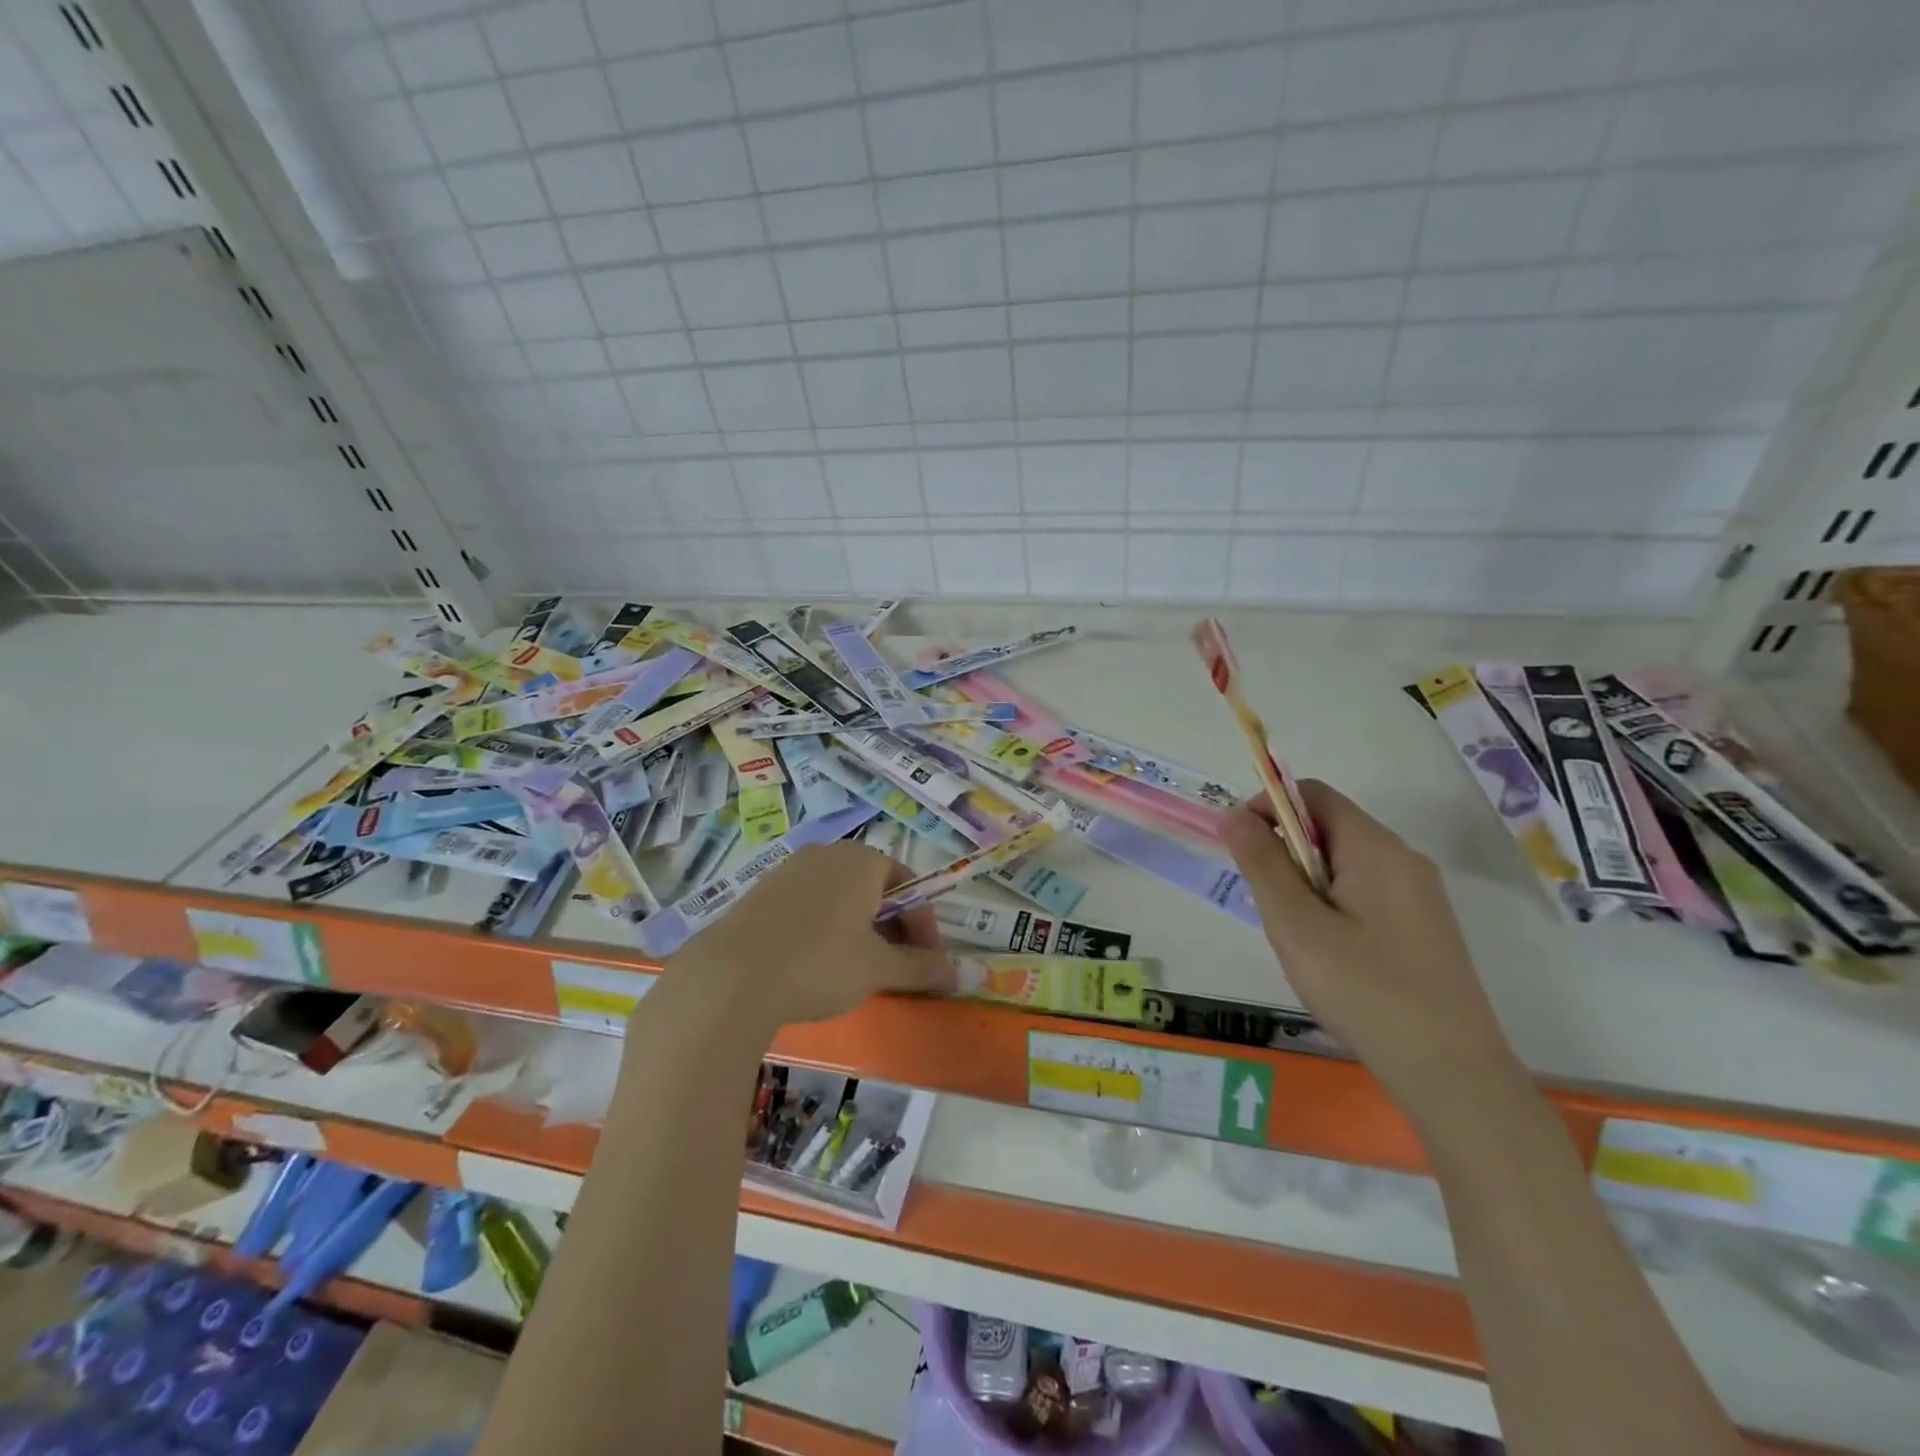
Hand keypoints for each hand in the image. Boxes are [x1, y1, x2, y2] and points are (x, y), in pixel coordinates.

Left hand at [666, 841, 953, 1032]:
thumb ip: (920, 968)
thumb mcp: (877, 969)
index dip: (924, 926)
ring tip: (857, 971)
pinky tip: (815, 965)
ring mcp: (790, 869)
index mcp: (862, 860)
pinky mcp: (761, 891)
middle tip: (895, 969)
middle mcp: (828, 854)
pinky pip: (809, 905)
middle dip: (892, 928)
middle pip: (874, 888)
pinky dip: (824, 930)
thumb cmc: (819, 963)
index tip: (927, 964)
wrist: (729, 977)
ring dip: (859, 931)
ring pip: (840, 897)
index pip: (908, 886)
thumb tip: (956, 975)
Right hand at [1220, 780, 1520, 1103]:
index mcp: (1375, 848)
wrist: (1450, 1072)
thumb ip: (1261, 862)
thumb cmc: (1363, 989)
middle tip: (1268, 906)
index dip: (1268, 807)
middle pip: (1329, 827)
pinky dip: (1332, 904)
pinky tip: (1330, 955)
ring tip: (1298, 937)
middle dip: (1285, 852)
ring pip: (1344, 863)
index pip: (1312, 794)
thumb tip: (1234, 814)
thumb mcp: (1295, 924)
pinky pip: (1365, 892)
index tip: (1241, 849)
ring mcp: (1420, 894)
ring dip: (1306, 882)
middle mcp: (1403, 859)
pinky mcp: (1424, 926)